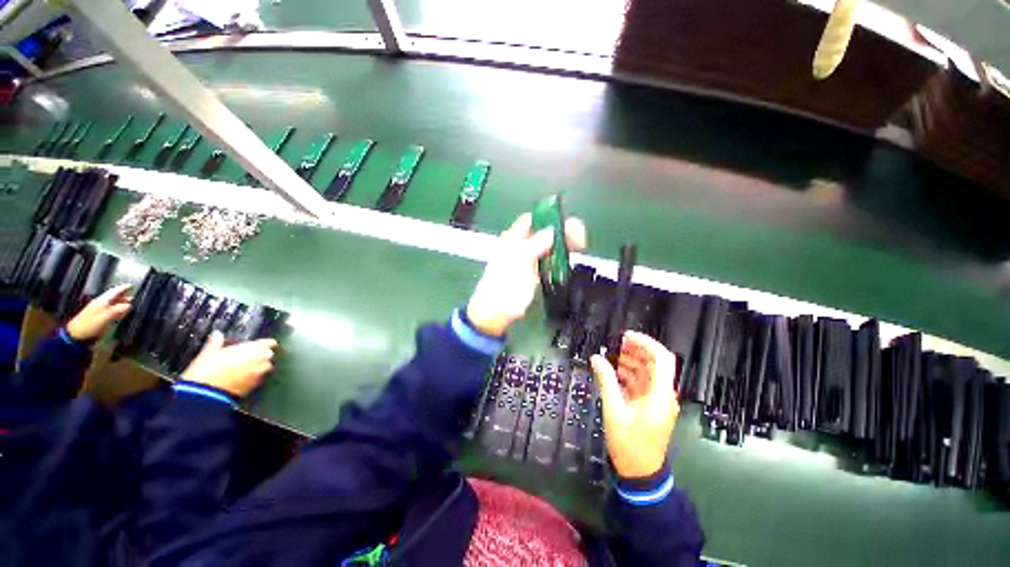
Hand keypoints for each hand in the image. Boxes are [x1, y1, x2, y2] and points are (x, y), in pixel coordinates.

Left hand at [66, 283, 132, 341]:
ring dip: (121, 303)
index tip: (131, 285)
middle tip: (135, 296)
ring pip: (112, 303)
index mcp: (102, 301)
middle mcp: (100, 303)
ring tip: (131, 304)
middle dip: (124, 296)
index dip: (123, 288)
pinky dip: (117, 309)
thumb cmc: (89, 326)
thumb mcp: (104, 318)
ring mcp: (98, 310)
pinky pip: (110, 310)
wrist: (75, 335)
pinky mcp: (98, 316)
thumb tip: (129, 305)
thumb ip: (116, 311)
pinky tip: (121, 312)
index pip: (114, 292)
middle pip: (114, 297)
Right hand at [181, 331, 277, 397]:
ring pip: (267, 367)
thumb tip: (217, 334)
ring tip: (245, 368)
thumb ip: (216, 342)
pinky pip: (261, 378)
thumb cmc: (207, 370)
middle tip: (248, 357)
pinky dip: (255, 376)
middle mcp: (261, 360)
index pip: (270, 343)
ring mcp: (261, 374)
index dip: (264, 344)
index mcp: (253, 349)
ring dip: (260, 366)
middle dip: (262, 355)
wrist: (205, 396)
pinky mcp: (256, 386)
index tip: (258, 345)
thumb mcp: (209, 353)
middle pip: (269, 355)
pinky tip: (243, 378)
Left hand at [466, 213, 585, 336]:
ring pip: (548, 246)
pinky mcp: (534, 273)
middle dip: (562, 231)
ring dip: (563, 244)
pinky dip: (560, 257)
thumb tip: (551, 231)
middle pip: (544, 232)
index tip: (567, 222)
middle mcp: (521, 246)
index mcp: (513, 239)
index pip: (532, 219)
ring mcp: (528, 260)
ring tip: (580, 245)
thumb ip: (535, 244)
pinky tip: (570, 258)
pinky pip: (549, 260)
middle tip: (580, 236)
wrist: (496, 312)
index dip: (549, 217)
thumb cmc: (504, 285)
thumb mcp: (519, 261)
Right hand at [591, 331, 678, 477]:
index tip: (626, 336)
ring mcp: (658, 400)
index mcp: (660, 394)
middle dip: (637, 349)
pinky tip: (614, 370)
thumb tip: (596, 358)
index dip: (646, 343)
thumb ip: (606, 381)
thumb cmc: (629, 443)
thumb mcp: (614, 410)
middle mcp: (663, 394)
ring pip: (648, 372)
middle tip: (616, 342)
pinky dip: (630, 373)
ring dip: (632, 360)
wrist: (640, 473)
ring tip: (612, 353)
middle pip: (655, 363)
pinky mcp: (650, 406)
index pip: (662, 359)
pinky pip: (642, 383)